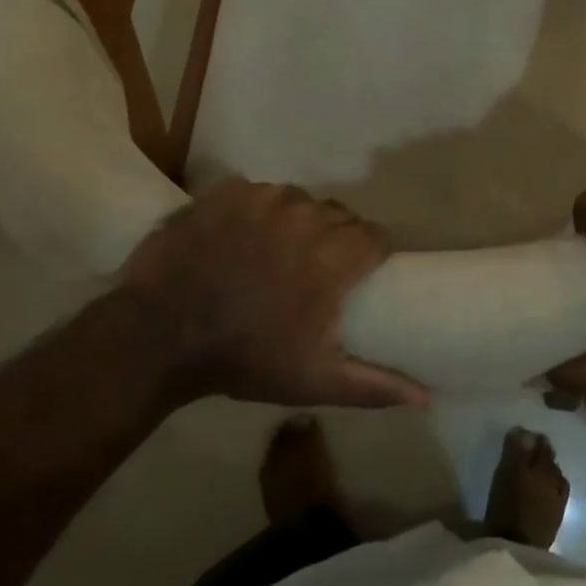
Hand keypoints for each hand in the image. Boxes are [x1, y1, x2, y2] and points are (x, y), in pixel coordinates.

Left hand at [109, 180, 428, 410]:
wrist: (159, 334)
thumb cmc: (244, 357)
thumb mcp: (313, 379)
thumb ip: (374, 384)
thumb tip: (426, 396)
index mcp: (335, 255)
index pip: (376, 236)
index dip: (372, 253)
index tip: (360, 273)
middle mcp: (308, 215)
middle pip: (339, 215)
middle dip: (334, 238)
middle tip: (313, 269)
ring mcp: (266, 197)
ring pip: (299, 200)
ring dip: (295, 222)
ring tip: (272, 252)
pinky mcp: (230, 189)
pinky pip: (259, 193)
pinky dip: (256, 211)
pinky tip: (238, 238)